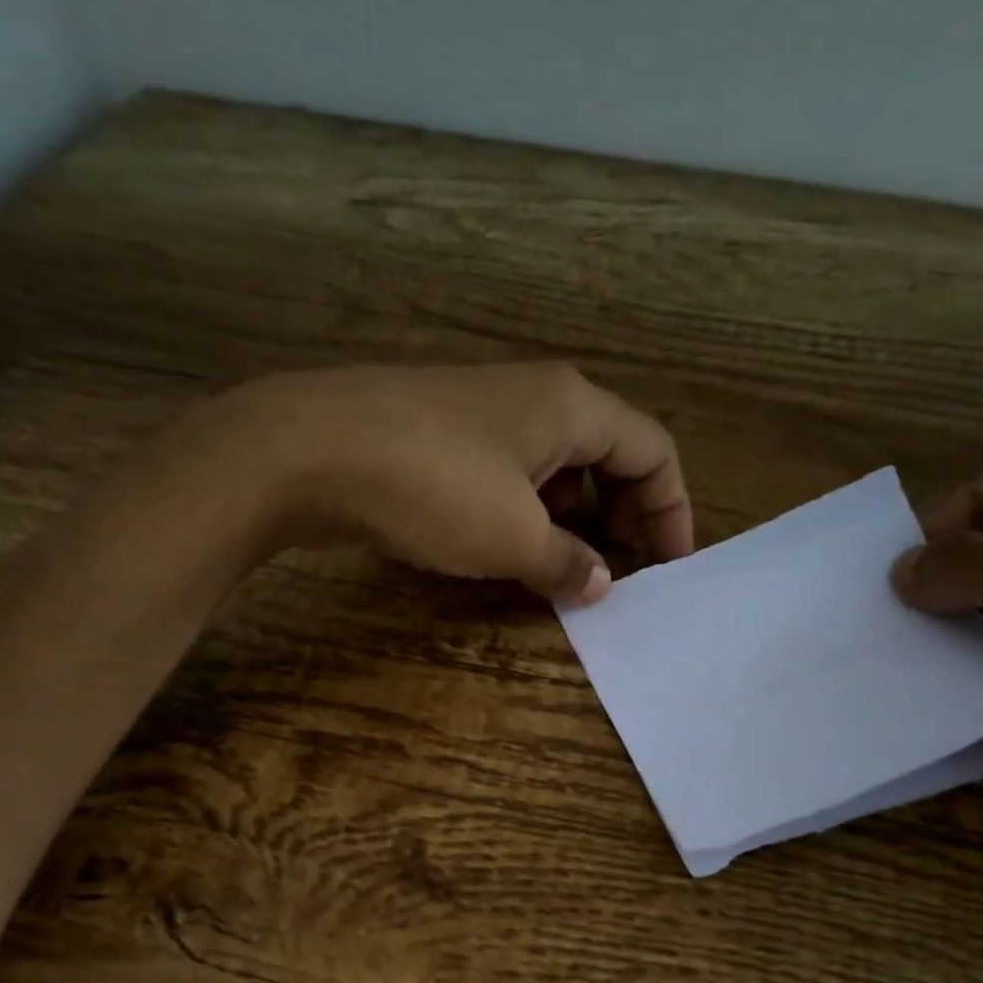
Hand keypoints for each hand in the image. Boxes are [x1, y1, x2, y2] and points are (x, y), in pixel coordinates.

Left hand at [187, 362, 693, 601]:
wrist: (310, 451)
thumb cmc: (432, 486)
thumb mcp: (512, 536)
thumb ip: (566, 563)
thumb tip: (599, 583)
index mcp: (571, 406)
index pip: (653, 450)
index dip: (672, 510)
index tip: (668, 568)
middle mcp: (535, 399)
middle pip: (608, 456)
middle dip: (623, 517)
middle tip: (618, 575)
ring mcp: (483, 416)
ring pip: (554, 469)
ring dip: (572, 522)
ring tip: (568, 575)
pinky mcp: (441, 439)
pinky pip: (509, 478)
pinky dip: (526, 516)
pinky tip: (512, 555)